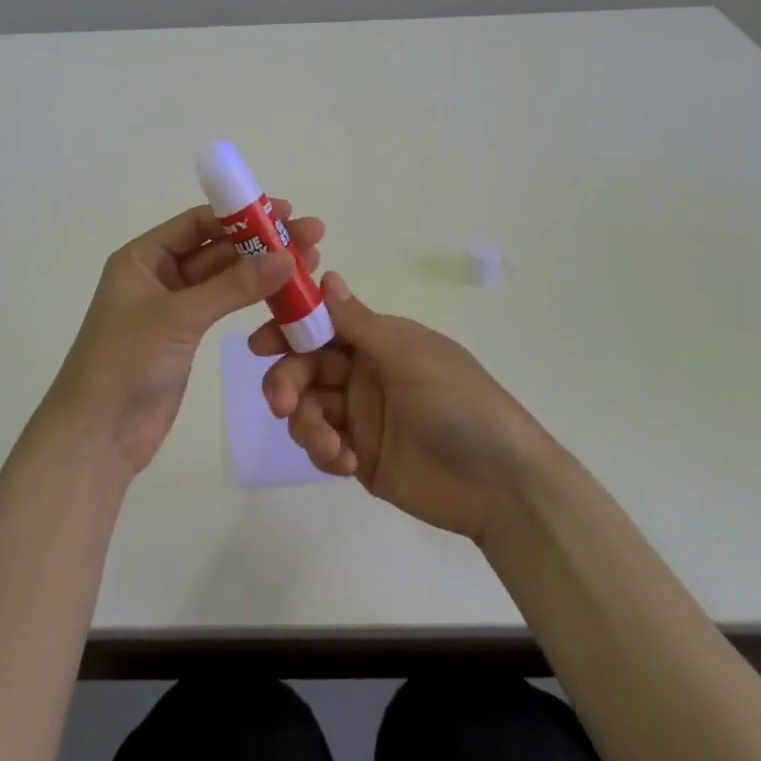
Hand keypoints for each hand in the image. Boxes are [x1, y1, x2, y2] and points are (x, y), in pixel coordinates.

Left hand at [52, 202, 324, 472]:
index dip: (241, 215)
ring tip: (309, 263)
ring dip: (261, 270)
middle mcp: (157, 275)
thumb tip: (288, 257)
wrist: (97, 435)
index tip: (285, 212)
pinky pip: (223, 307)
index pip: (197, 223)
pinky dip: (251, 299)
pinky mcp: (185, 337)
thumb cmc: (126, 361)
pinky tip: (284, 294)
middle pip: (216, 249)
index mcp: (142, 257)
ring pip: (224, 279)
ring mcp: (173, 307)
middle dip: (260, 243)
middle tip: (310, 237)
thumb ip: (234, 286)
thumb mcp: (179, 316)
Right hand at [250, 272, 547, 540]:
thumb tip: (326, 275)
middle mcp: (364, 372)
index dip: (288, 330)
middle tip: (280, 403)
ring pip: (307, 407)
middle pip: (305, 367)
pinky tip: (344, 462)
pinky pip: (322, 445)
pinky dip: (323, 451)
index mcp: (378, 341)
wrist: (501, 485)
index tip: (259, 344)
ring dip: (305, 423)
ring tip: (328, 445)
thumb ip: (359, 323)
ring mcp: (360, 416)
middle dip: (287, 381)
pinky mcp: (360, 456)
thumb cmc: (458, 403)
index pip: (322, 325)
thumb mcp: (409, 356)